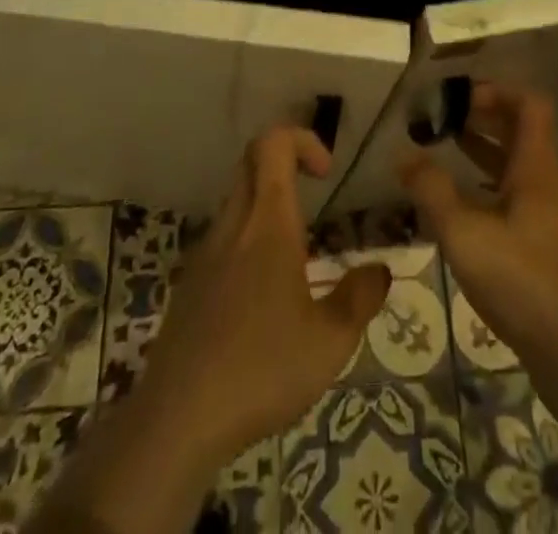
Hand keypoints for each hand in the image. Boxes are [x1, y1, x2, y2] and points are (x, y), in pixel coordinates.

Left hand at [135, 126, 391, 467]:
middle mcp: (233, 224)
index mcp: (267, 223)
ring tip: (295, 255)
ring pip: (236, 200)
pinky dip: (246, 242)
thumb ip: (360, 299)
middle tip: (315, 196)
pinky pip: (222, 240)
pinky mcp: (189, 283)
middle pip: (251, 162)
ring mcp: (205, 252)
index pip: (273, 144)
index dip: (302, 139)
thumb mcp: (330, 343)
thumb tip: (380, 270)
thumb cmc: (261, 370)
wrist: (178, 418)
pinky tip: (261, 297)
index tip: (326, 172)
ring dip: (266, 205)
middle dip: (285, 163)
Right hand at [401, 83, 557, 370]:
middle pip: (519, 132)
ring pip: (514, 168)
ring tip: (441, 149)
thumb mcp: (466, 234)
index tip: (457, 96)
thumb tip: (402, 154)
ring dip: (481, 152)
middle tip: (440, 118)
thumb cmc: (524, 282)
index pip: (529, 104)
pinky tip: (458, 206)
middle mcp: (546, 183)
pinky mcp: (544, 249)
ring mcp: (548, 217)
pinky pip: (513, 199)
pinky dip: (485, 189)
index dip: (496, 90)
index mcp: (536, 167)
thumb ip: (432, 191)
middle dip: (481, 118)